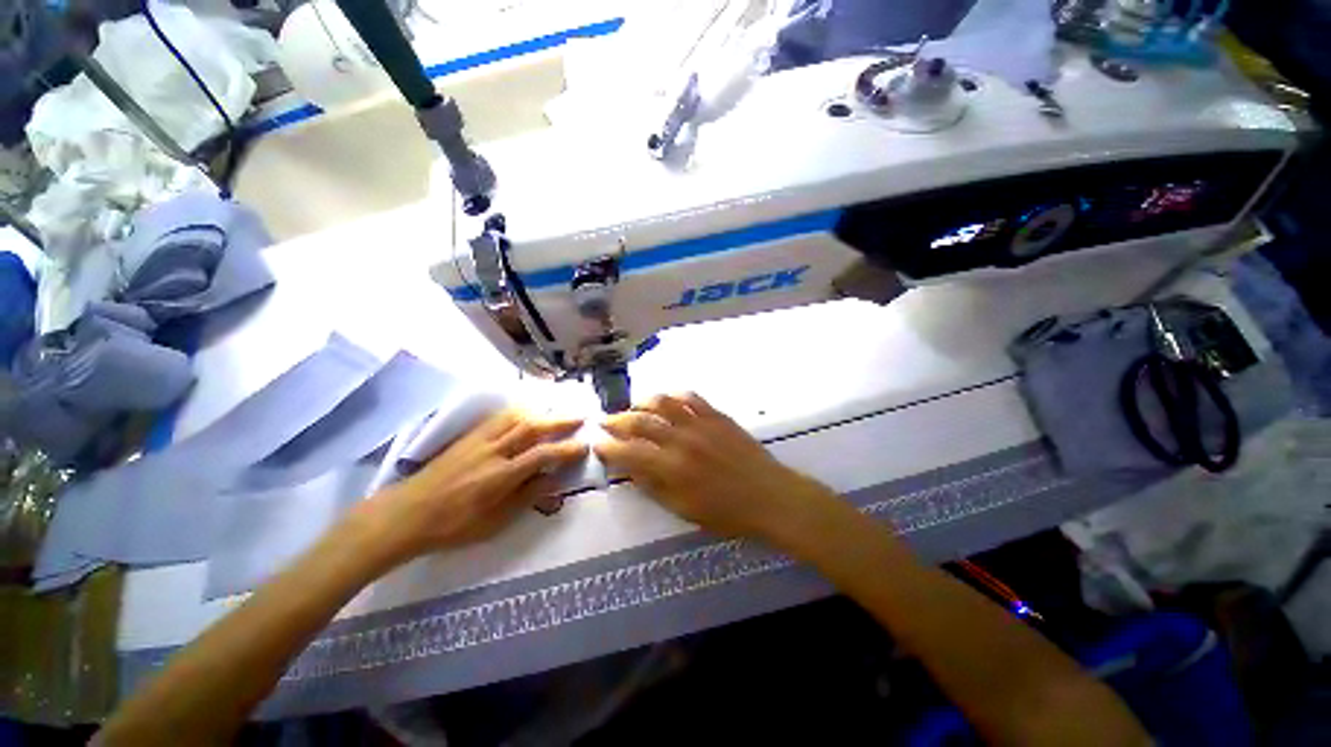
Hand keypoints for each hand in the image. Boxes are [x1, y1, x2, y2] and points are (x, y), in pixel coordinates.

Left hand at [349, 410, 586, 565]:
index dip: (567, 449)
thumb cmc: (452, 526)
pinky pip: (498, 417)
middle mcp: (492, 452)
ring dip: (541, 411)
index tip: (585, 446)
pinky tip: (526, 412)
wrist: (405, 514)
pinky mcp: (467, 437)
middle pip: (532, 427)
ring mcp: (478, 441)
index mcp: (500, 476)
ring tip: (557, 411)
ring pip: (515, 417)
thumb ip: (526, 497)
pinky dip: (518, 411)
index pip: (542, 455)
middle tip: (580, 417)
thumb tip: (554, 479)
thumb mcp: (493, 522)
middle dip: (560, 421)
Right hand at [594, 393, 838, 545]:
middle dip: (617, 421)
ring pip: (663, 402)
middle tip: (606, 422)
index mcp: (671, 468)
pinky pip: (691, 398)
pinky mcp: (716, 415)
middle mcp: (681, 440)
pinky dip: (674, 397)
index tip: (598, 444)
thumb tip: (630, 469)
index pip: (628, 452)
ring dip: (642, 403)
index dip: (608, 447)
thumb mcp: (684, 509)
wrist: (769, 495)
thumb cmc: (727, 512)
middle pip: (640, 421)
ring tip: (634, 408)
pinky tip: (668, 402)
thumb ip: (654, 487)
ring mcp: (700, 423)